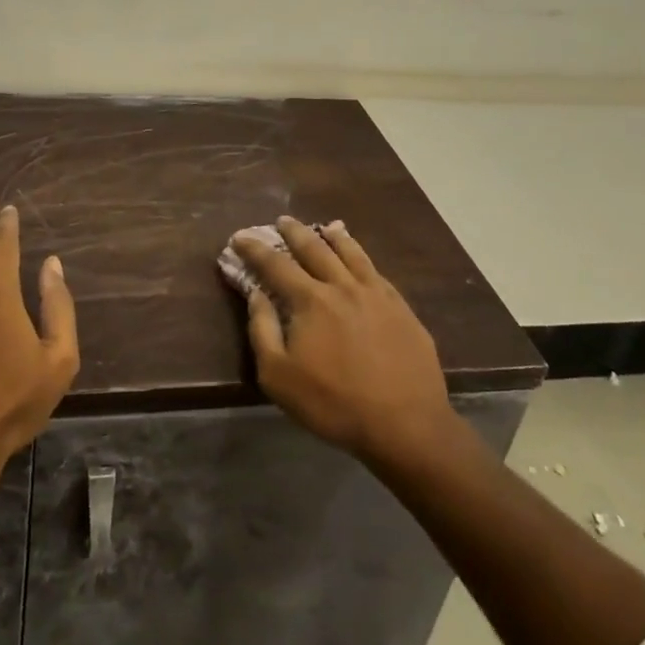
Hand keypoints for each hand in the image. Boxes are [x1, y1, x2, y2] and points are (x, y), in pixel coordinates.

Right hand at [233, 216, 456, 467]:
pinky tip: (362, 258)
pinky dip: (363, 256)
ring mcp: (376, 294)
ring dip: (334, 236)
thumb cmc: (333, 403)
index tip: (239, 237)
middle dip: (294, 232)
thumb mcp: (279, 376)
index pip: (275, 265)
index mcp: (311, 300)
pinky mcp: (401, 308)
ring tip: (326, 225)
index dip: (255, 249)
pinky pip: (376, 271)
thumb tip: (256, 294)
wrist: (405, 423)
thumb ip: (262, 330)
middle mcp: (342, 286)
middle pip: (315, 249)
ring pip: (351, 253)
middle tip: (282, 220)